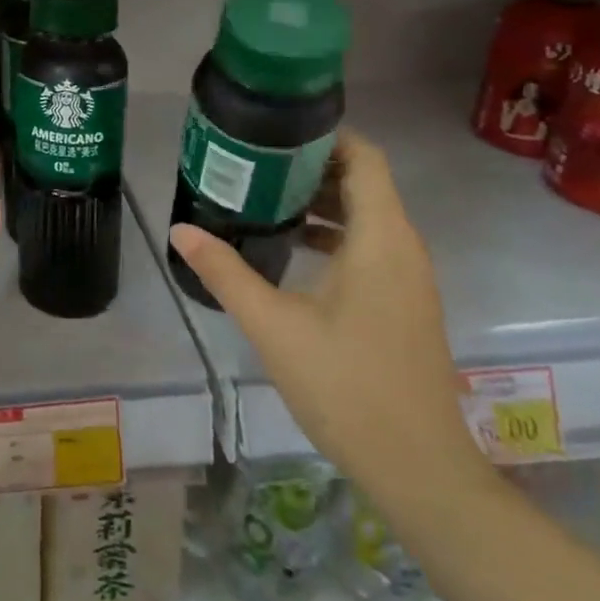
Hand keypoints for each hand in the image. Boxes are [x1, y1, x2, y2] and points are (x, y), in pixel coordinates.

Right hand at [169, 128, 489, 502]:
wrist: (419, 470)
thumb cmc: (347, 386)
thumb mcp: (273, 325)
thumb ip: (225, 272)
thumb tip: (181, 230)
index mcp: (381, 239)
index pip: (364, 158)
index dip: (325, 135)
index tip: (274, 130)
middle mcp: (402, 249)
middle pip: (362, 183)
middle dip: (309, 166)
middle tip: (252, 162)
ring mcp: (407, 279)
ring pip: (365, 217)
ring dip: (318, 202)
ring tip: (259, 199)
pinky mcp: (401, 304)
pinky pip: (368, 247)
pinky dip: (330, 235)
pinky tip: (287, 251)